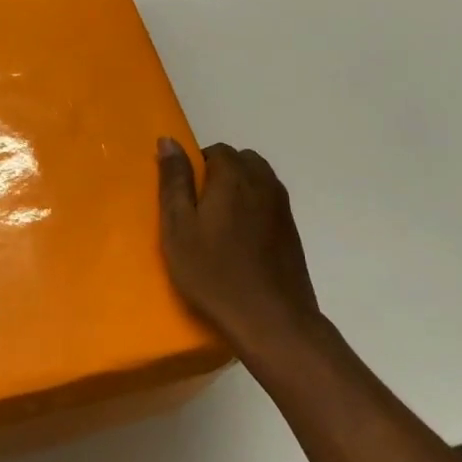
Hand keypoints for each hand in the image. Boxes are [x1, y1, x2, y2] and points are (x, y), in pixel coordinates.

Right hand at [157, 137, 327, 368]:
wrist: (271, 320)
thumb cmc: (214, 273)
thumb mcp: (179, 227)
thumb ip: (174, 181)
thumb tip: (169, 141)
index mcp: (234, 177)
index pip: (217, 150)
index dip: (197, 166)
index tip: (183, 196)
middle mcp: (264, 183)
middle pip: (241, 161)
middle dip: (220, 173)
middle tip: (199, 208)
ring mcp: (282, 208)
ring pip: (258, 181)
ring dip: (239, 190)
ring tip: (219, 224)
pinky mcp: (292, 232)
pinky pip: (269, 203)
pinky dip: (253, 209)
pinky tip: (240, 242)